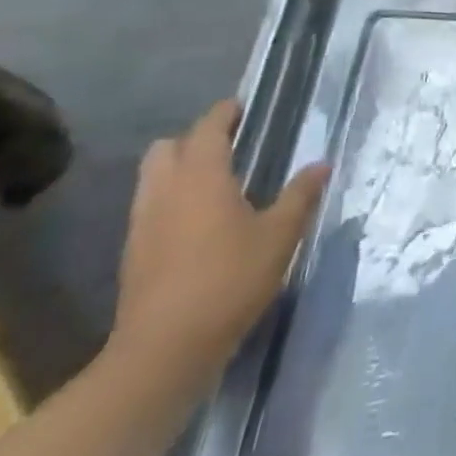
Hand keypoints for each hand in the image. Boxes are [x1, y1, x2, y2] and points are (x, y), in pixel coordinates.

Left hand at [108, 100, 329, 391]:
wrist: (165, 349)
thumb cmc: (230, 280)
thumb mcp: (280, 236)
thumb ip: (300, 195)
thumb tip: (321, 164)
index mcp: (202, 177)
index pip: (207, 128)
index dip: (224, 113)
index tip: (241, 107)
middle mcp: (165, 191)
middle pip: (167, 148)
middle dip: (194, 139)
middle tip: (228, 146)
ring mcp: (143, 223)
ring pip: (152, 177)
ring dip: (177, 169)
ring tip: (214, 182)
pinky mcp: (133, 253)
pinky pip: (149, 207)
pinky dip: (170, 200)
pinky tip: (197, 222)